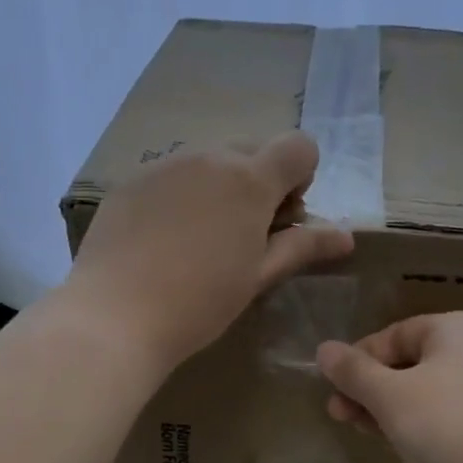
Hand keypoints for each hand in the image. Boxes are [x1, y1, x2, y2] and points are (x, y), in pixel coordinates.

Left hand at [66, 133, 353, 368]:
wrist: (115, 316)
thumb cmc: (199, 303)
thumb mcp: (258, 277)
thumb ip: (302, 246)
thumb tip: (346, 235)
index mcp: (249, 179)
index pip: (299, 146)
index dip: (300, 177)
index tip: (283, 218)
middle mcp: (208, 157)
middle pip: (252, 150)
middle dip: (259, 183)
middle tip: (244, 237)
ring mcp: (163, 165)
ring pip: (208, 162)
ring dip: (218, 188)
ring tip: (199, 243)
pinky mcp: (129, 181)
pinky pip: (170, 175)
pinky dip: (180, 196)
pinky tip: (162, 242)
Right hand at [315, 312, 462, 462]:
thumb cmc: (445, 427)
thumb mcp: (389, 396)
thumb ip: (353, 371)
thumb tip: (324, 349)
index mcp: (457, 329)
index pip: (394, 335)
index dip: (358, 360)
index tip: (332, 388)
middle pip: (406, 363)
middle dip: (367, 388)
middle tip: (337, 413)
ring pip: (420, 391)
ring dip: (383, 408)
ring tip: (354, 427)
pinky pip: (438, 415)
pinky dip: (410, 423)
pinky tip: (387, 440)